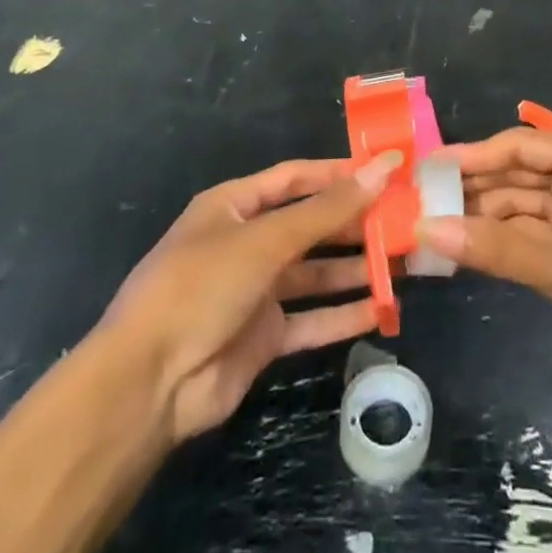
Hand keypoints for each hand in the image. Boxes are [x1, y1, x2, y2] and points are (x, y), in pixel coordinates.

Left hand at [104, 152, 398, 441]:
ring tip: (403, 262)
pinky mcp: (263, 337)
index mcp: (234, 206)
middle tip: (403, 220)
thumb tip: (384, 167)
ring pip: (315, 273)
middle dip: (353, 223)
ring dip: (355, 269)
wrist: (148, 384)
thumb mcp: (266, 239)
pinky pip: (311, 319)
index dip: (338, 173)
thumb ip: (327, 209)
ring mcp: (255, 292)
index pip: (295, 178)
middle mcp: (246, 243)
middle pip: (309, 225)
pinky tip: (382, 310)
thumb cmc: (202, 286)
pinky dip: (343, 314)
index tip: (386, 171)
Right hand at [418, 130, 551, 401]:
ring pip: (527, 204)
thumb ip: (497, 249)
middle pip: (521, 173)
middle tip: (423, 201)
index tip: (427, 168)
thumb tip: (428, 229)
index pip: (520, 147)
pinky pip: (538, 231)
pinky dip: (508, 239)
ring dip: (488, 216)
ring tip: (438, 227)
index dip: (472, 155)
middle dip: (476, 187)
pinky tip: (473, 249)